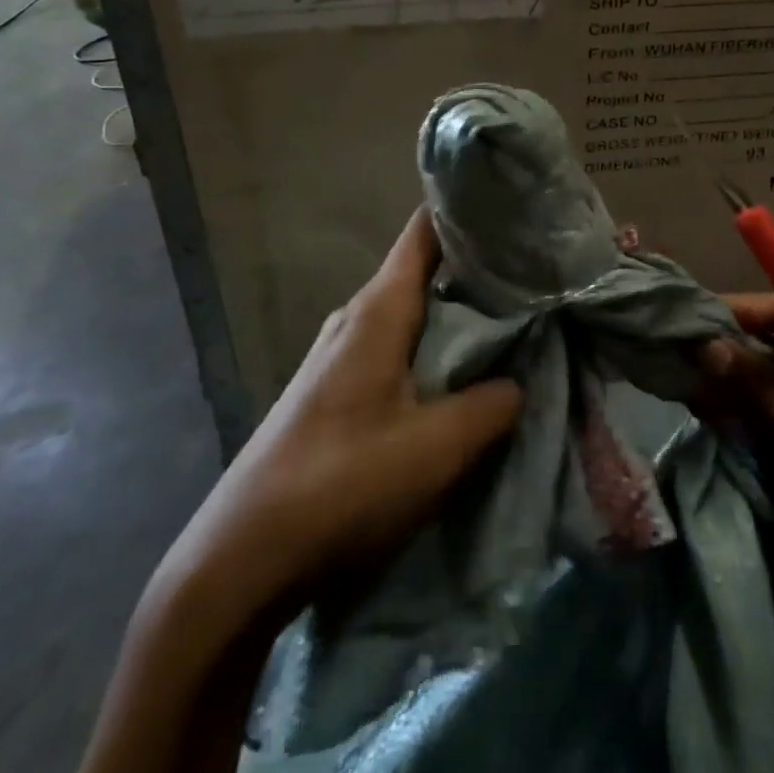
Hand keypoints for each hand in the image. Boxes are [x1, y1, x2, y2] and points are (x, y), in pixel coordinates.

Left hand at [154, 208, 522, 629]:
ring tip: (511, 324)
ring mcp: (339, 356)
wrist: (239, 561)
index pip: (425, 232)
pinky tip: (460, 379)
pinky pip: (395, 351)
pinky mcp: (333, 393)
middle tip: (534, 276)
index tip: (516, 211)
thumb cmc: (342, 486)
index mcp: (378, 311)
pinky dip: (433, 352)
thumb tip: (516, 382)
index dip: (467, 213)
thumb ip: (491, 406)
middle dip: (476, 271)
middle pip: (424, 272)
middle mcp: (355, 319)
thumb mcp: (436, 448)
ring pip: (411, 316)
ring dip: (457, 318)